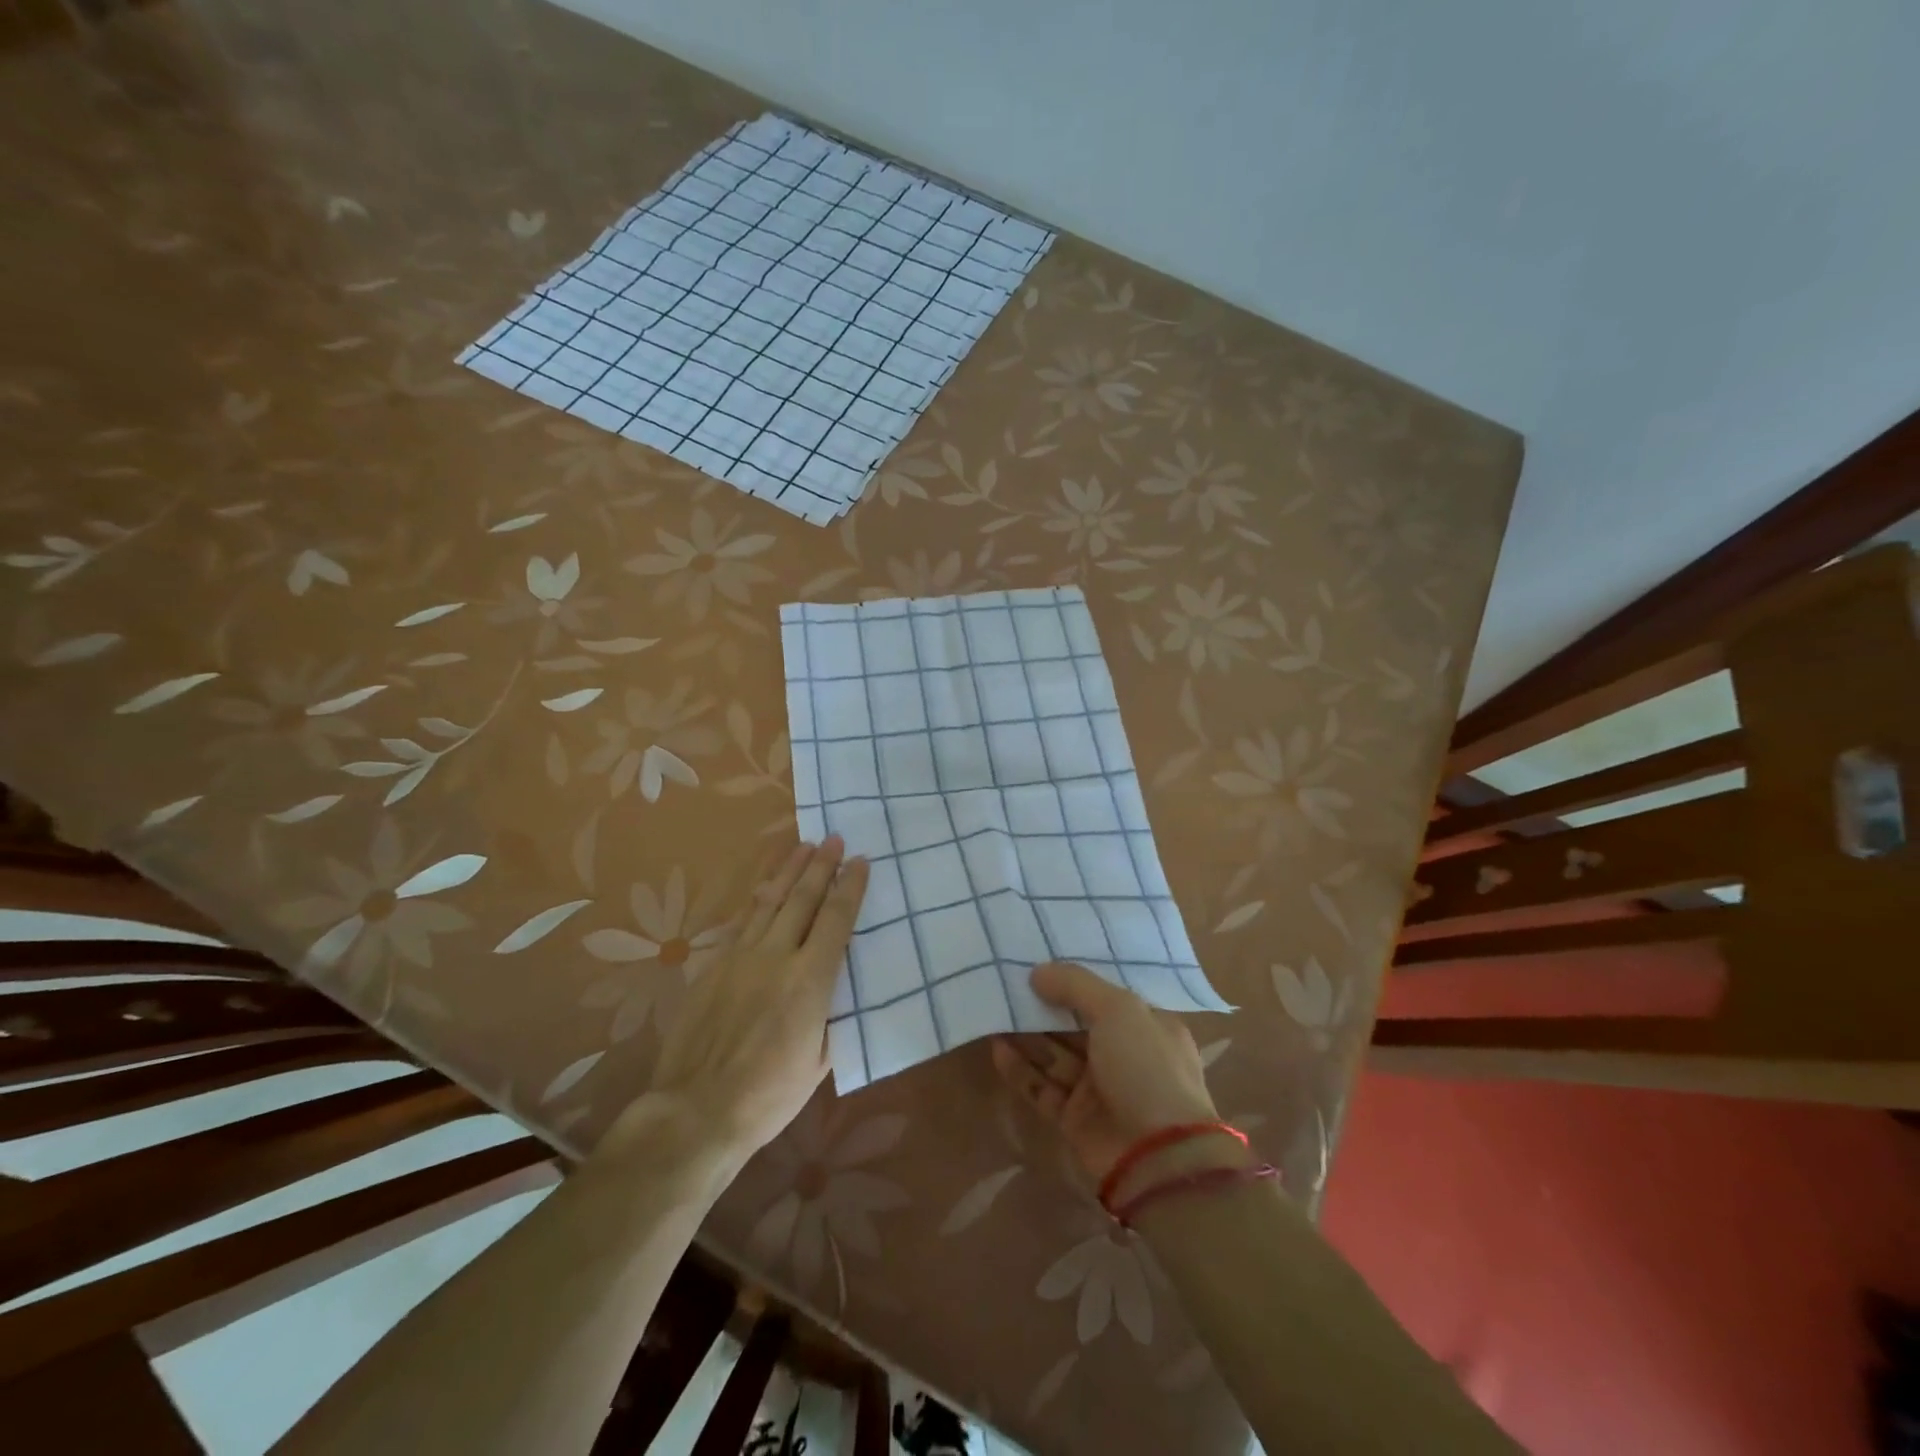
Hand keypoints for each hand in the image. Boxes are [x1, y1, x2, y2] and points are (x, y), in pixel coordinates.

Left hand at [630, 837, 867, 1161]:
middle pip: (803, 898)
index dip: (850, 886)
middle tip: (833, 839)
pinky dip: (757, 898)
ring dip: (788, 871)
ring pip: (770, 901)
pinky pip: (741, 921)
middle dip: (821, 866)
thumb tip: (834, 988)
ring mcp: (741, 957)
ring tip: (803, 846)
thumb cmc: (770, 1095)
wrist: (697, 1109)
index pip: (837, 919)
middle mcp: (777, 956)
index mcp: (811, 980)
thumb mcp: (821, 1059)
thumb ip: (831, 1015)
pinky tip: (764, 886)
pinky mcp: (714, 966)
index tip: (860, 861)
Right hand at [991, 962, 1222, 1186]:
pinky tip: (997, 1048)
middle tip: (1006, 982)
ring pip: (1055, 1055)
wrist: (1158, 1158)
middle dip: (1044, 1005)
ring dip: (1027, 1034)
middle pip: (1075, 1024)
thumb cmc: (1147, 1068)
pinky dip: (1021, 1069)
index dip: (1075, 979)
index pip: (1106, 996)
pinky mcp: (1075, 1119)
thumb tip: (1038, 972)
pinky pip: (1043, 1087)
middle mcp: (1124, 1055)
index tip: (1039, 960)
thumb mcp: (1118, 1010)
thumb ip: (1076, 985)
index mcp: (1147, 1026)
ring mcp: (1099, 1089)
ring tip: (994, 1009)